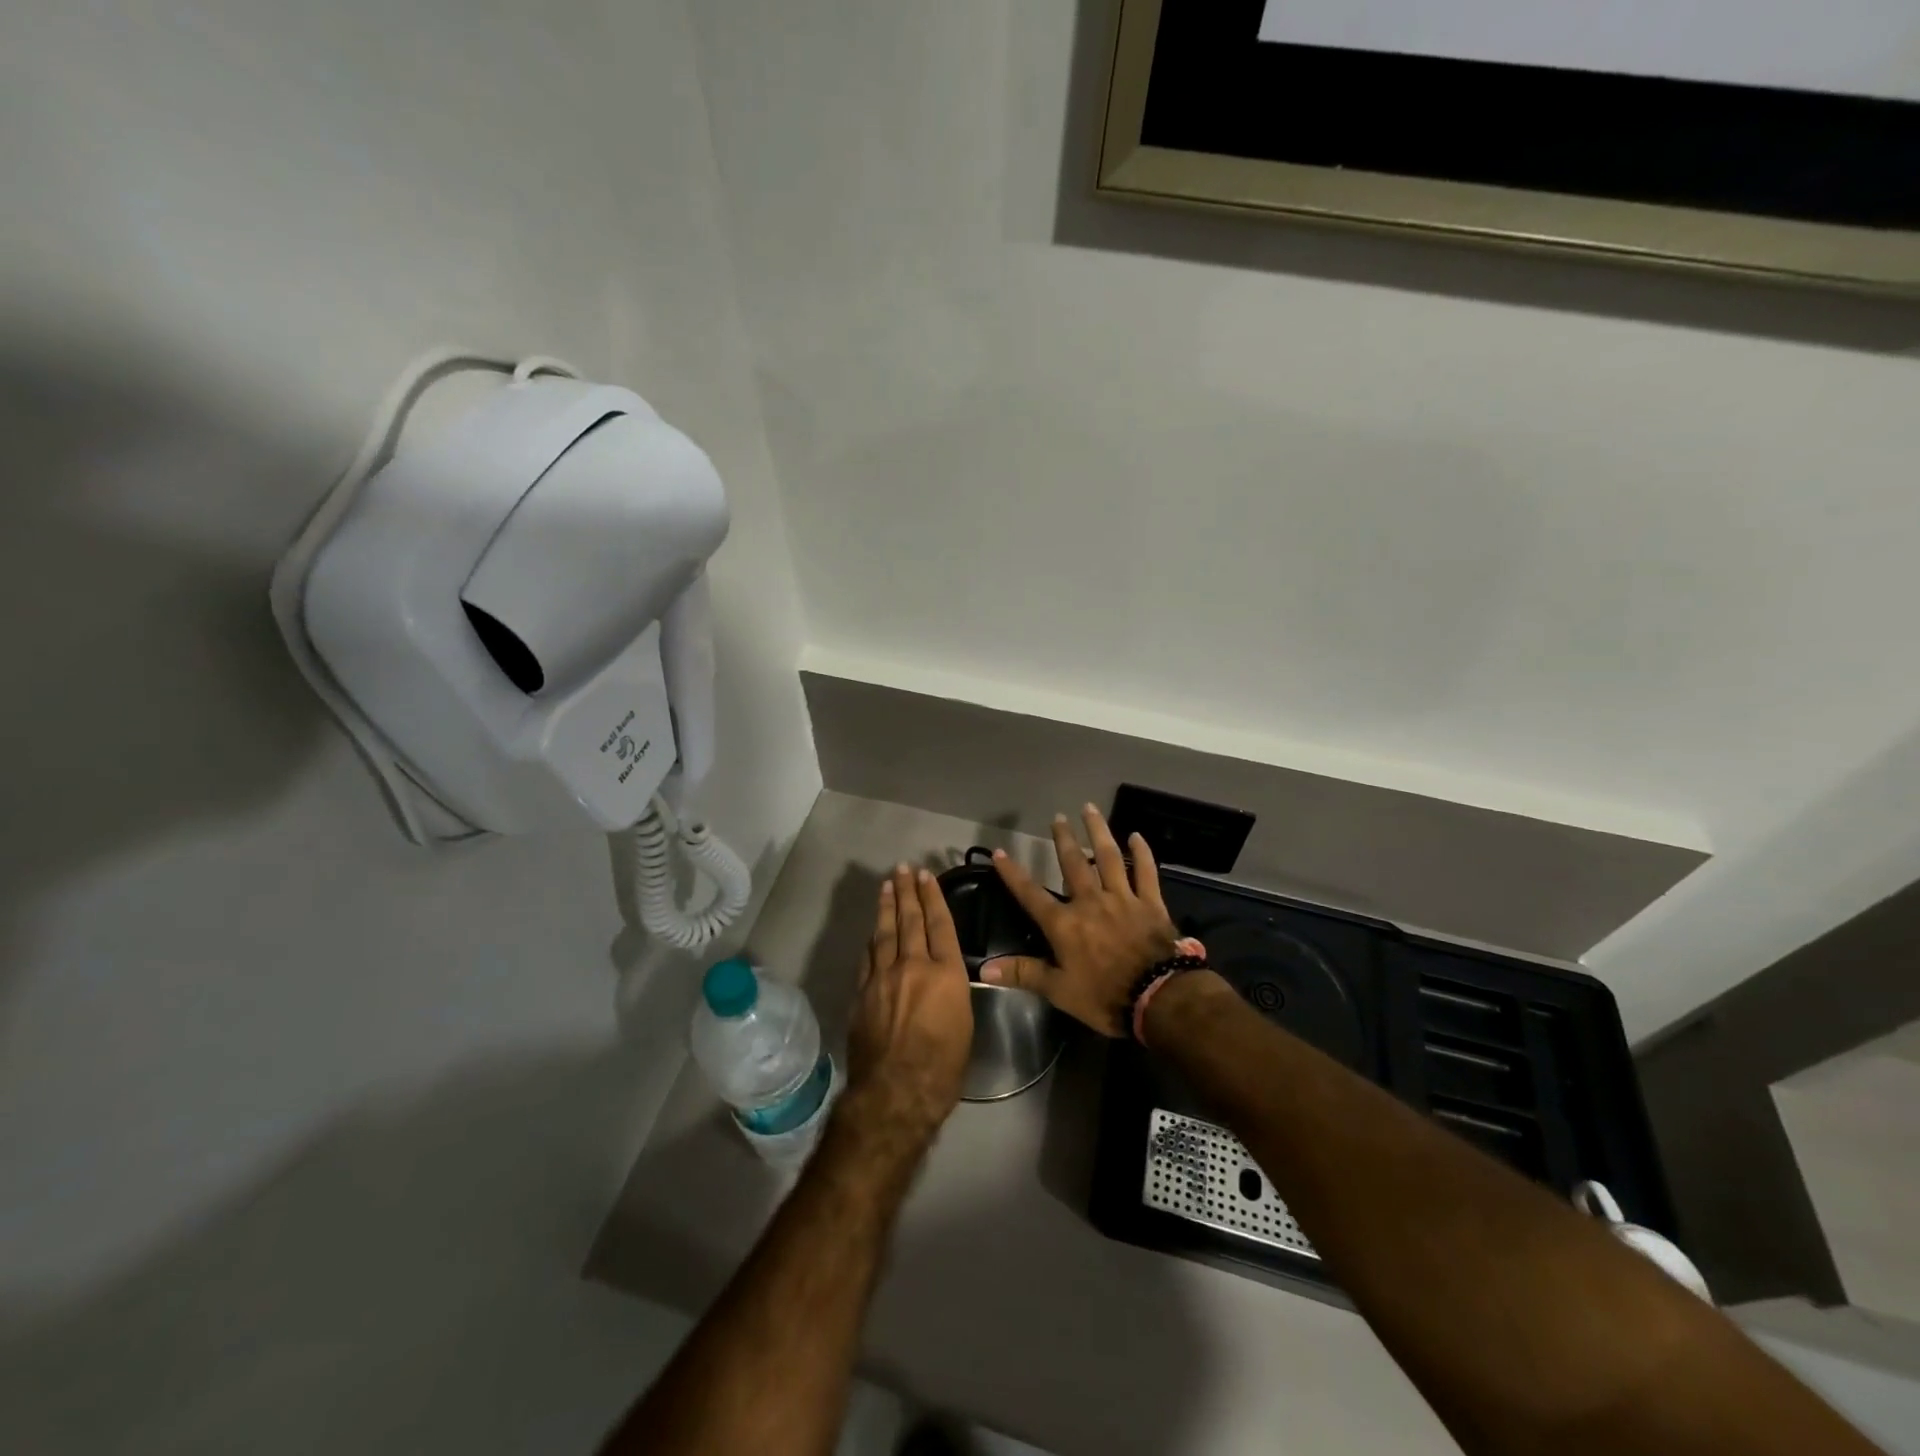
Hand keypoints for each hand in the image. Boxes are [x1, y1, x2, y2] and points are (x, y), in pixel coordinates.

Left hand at [841, 865, 973, 1151]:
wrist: (895, 1092)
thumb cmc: (943, 1067)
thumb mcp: (964, 1026)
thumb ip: (952, 994)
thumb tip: (944, 982)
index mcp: (946, 974)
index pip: (939, 924)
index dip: (933, 897)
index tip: (927, 876)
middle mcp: (914, 966)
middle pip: (909, 920)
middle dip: (908, 892)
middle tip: (904, 869)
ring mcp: (884, 977)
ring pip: (884, 932)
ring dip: (887, 906)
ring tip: (888, 885)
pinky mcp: (863, 992)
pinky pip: (869, 957)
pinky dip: (872, 939)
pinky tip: (873, 931)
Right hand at [983, 805, 1178, 1036]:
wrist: (1158, 998)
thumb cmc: (1104, 996)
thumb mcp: (1059, 990)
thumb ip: (1023, 973)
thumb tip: (984, 969)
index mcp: (1065, 924)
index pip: (1031, 894)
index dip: (1013, 874)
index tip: (1000, 852)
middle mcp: (1090, 902)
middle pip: (1073, 864)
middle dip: (1063, 840)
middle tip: (1057, 817)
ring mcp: (1122, 898)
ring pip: (1108, 857)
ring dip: (1098, 831)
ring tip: (1089, 809)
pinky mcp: (1150, 903)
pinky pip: (1146, 872)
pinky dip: (1142, 853)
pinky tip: (1137, 836)